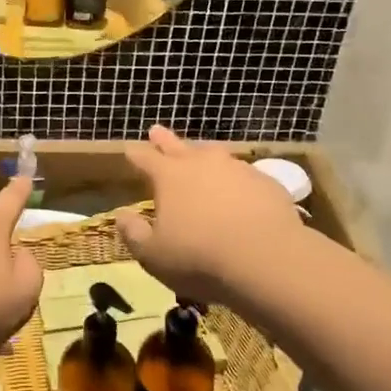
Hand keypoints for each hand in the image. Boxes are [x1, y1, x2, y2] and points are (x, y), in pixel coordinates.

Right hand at [117, 125, 302, 302]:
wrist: (267, 260)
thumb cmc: (200, 258)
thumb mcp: (153, 255)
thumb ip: (133, 234)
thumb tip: (122, 216)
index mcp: (169, 176)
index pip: (145, 158)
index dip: (135, 154)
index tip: (129, 149)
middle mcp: (201, 163)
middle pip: (178, 146)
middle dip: (164, 140)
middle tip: (156, 130)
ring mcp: (237, 169)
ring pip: (214, 154)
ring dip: (202, 154)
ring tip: (200, 153)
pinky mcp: (266, 182)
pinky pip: (244, 174)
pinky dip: (235, 178)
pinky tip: (239, 189)